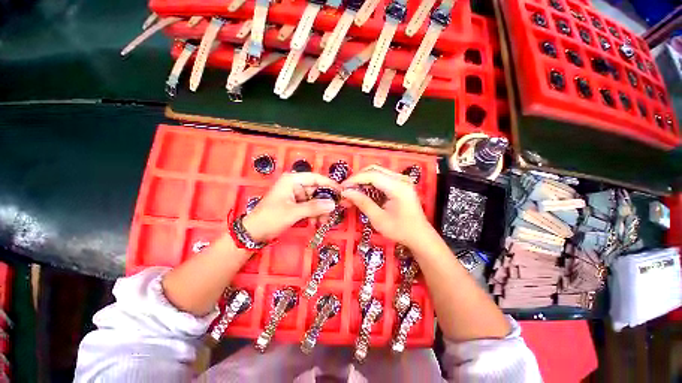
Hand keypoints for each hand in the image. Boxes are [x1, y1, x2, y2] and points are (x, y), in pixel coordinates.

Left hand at [242, 172, 339, 241]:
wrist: (253, 233)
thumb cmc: (271, 218)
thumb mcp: (294, 212)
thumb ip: (314, 207)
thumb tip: (333, 204)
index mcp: (292, 180)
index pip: (315, 178)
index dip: (329, 184)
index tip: (341, 192)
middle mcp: (294, 185)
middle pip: (316, 190)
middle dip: (323, 203)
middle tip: (331, 213)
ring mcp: (294, 195)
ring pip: (313, 200)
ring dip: (319, 211)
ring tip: (321, 222)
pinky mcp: (294, 204)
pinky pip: (308, 206)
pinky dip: (313, 214)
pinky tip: (314, 223)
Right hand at [340, 166, 432, 248]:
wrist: (420, 236)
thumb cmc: (401, 230)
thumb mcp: (379, 219)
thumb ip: (363, 203)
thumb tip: (346, 192)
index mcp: (398, 187)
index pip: (372, 175)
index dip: (355, 180)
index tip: (342, 188)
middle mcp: (401, 179)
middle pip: (374, 170)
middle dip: (358, 178)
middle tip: (346, 189)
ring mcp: (402, 180)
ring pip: (377, 172)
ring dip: (363, 180)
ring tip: (352, 191)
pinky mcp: (401, 184)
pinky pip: (382, 178)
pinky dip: (370, 183)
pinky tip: (363, 192)